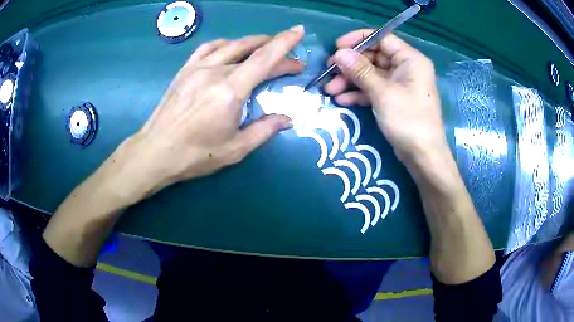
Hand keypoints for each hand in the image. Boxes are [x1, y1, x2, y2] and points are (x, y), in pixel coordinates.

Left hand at [115, 26, 304, 201]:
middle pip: (252, 51)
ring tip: (266, 47)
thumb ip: (264, 130)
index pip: (264, 58)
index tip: (299, 31)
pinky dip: (226, 44)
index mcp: (230, 91)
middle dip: (276, 50)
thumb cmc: (195, 155)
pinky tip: (231, 48)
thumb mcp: (235, 149)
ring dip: (253, 43)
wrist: (156, 152)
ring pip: (231, 45)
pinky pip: (209, 48)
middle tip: (291, 61)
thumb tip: (287, 119)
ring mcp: (197, 68)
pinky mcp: (185, 70)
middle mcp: (215, 72)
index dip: (285, 42)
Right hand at [324, 30, 446, 163]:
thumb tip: (339, 53)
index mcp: (410, 59)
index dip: (358, 40)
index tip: (337, 47)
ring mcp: (399, 84)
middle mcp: (405, 68)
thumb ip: (360, 70)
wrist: (423, 156)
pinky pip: (373, 90)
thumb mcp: (383, 93)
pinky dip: (358, 94)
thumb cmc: (409, 120)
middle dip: (350, 65)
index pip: (382, 38)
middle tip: (328, 72)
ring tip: (329, 90)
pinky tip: (342, 101)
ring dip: (350, 81)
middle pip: (373, 57)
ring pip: (370, 75)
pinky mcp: (393, 99)